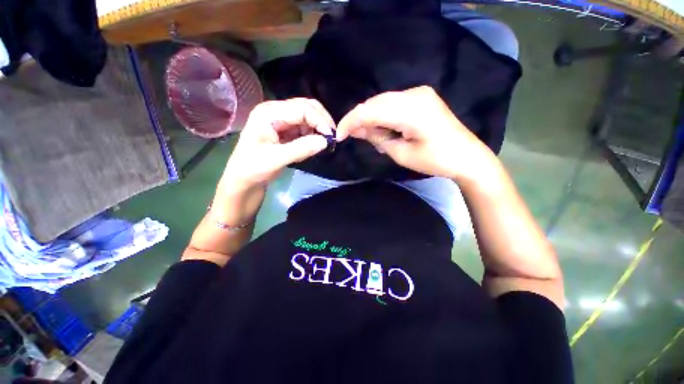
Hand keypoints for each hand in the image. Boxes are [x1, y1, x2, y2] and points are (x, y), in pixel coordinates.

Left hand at [220, 98, 333, 191]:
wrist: (244, 179)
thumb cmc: (254, 168)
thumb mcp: (276, 159)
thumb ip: (301, 149)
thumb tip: (325, 141)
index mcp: (268, 113)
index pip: (301, 109)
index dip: (319, 120)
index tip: (331, 136)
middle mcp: (275, 111)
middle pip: (305, 107)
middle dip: (321, 120)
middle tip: (332, 136)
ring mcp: (280, 120)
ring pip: (307, 116)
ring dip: (318, 127)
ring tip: (325, 142)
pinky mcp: (285, 130)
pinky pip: (304, 127)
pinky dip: (313, 134)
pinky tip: (315, 143)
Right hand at [337, 86, 495, 181]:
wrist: (467, 157)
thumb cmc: (436, 160)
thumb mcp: (401, 154)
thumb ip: (378, 138)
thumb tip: (357, 129)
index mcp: (411, 110)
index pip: (370, 110)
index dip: (351, 121)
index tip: (339, 135)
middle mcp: (414, 94)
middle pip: (375, 102)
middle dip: (359, 118)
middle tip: (350, 135)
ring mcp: (419, 93)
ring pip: (382, 101)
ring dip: (370, 116)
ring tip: (366, 134)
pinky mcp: (422, 97)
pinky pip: (393, 102)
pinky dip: (382, 114)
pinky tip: (380, 127)